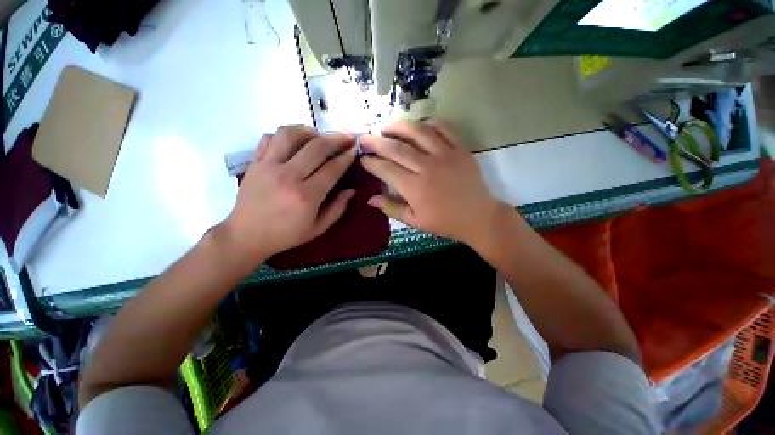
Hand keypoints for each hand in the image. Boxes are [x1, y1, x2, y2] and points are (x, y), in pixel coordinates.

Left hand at [223, 126, 355, 261]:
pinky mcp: (254, 162)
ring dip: (309, 131)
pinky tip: (295, 141)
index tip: (354, 150)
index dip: (346, 157)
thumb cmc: (286, 234)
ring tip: (319, 135)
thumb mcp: (318, 228)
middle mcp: (288, 176)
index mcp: (306, 196)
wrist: (246, 235)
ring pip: (290, 135)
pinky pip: (269, 138)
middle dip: (336, 139)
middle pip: (316, 147)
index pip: (332, 169)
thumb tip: (350, 190)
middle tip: (346, 136)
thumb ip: (337, 208)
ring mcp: (268, 166)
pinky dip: (285, 135)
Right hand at [360, 119, 505, 245]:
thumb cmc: (445, 222)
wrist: (478, 217)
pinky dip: (428, 123)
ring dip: (398, 126)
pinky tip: (417, 126)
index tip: (362, 158)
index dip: (371, 163)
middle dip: (376, 141)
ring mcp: (445, 155)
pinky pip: (443, 128)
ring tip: (386, 127)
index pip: (386, 169)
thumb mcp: (415, 221)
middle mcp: (427, 167)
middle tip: (364, 137)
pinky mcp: (460, 149)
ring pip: (418, 132)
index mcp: (415, 188)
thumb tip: (369, 199)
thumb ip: (391, 208)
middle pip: (396, 148)